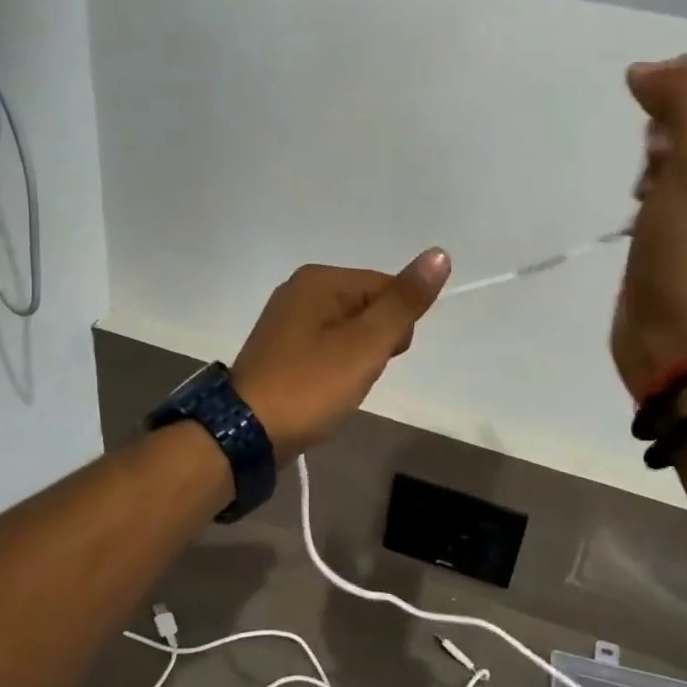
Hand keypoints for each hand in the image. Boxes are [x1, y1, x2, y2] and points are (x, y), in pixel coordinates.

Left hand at [233, 250, 451, 460]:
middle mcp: (300, 290)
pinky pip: (326, 348)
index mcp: (319, 279)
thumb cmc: (311, 384)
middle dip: (375, 344)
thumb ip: (403, 302)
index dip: (396, 326)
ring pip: (349, 331)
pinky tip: (324, 390)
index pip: (386, 287)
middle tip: (355, 375)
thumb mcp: (365, 344)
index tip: (381, 358)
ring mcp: (286, 321)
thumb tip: (439, 253)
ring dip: (356, 359)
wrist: (246, 433)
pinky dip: (334, 368)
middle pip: (367, 307)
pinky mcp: (281, 350)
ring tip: (338, 387)